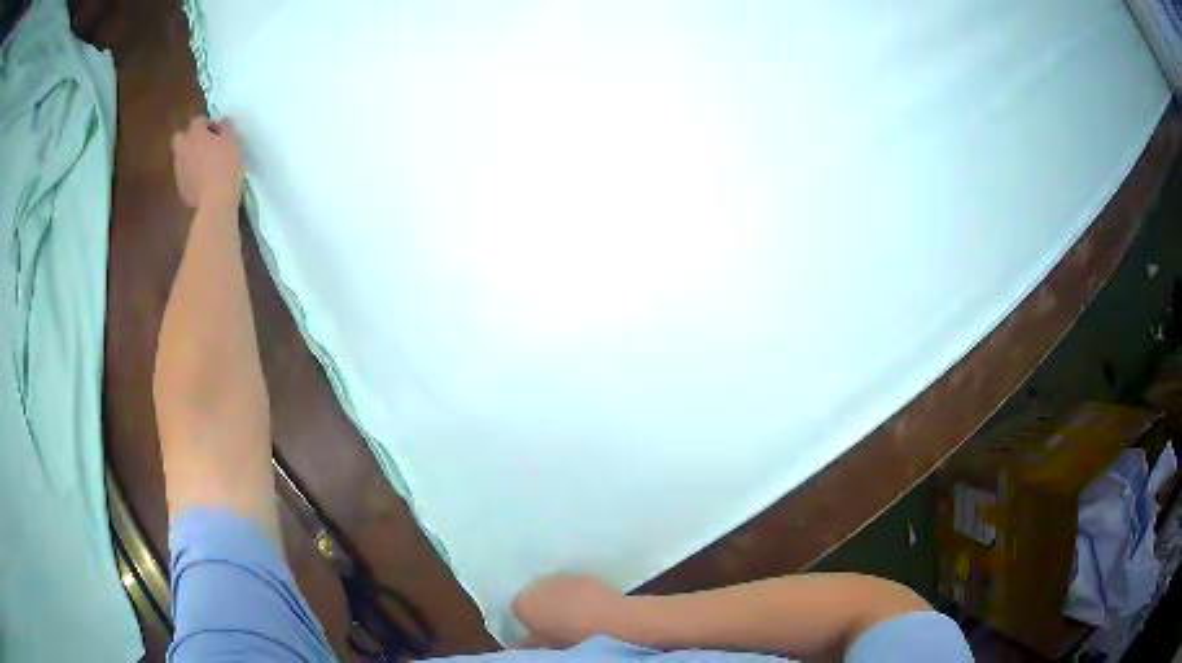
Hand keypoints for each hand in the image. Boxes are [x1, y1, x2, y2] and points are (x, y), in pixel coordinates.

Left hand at [172, 116, 243, 209]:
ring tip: (204, 165)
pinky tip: (203, 181)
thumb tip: (221, 121)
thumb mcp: (233, 140)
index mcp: (196, 134)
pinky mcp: (181, 187)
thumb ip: (226, 127)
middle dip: (189, 138)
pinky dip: (191, 175)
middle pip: (180, 137)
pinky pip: (184, 175)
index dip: (208, 124)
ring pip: (181, 157)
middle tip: (203, 144)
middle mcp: (183, 149)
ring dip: (190, 157)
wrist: (216, 201)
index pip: (198, 120)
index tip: (218, 131)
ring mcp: (179, 169)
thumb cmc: (227, 165)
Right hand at [512, 574, 629, 648]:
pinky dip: (577, 592)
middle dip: (544, 605)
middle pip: (535, 595)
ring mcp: (559, 576)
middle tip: (558, 622)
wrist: (607, 617)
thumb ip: (529, 642)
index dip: (531, 621)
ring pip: (554, 587)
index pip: (519, 609)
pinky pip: (573, 584)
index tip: (542, 630)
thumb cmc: (570, 636)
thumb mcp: (546, 644)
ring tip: (576, 614)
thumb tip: (522, 643)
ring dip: (560, 597)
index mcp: (522, 603)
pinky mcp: (581, 574)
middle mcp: (536, 584)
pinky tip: (589, 605)